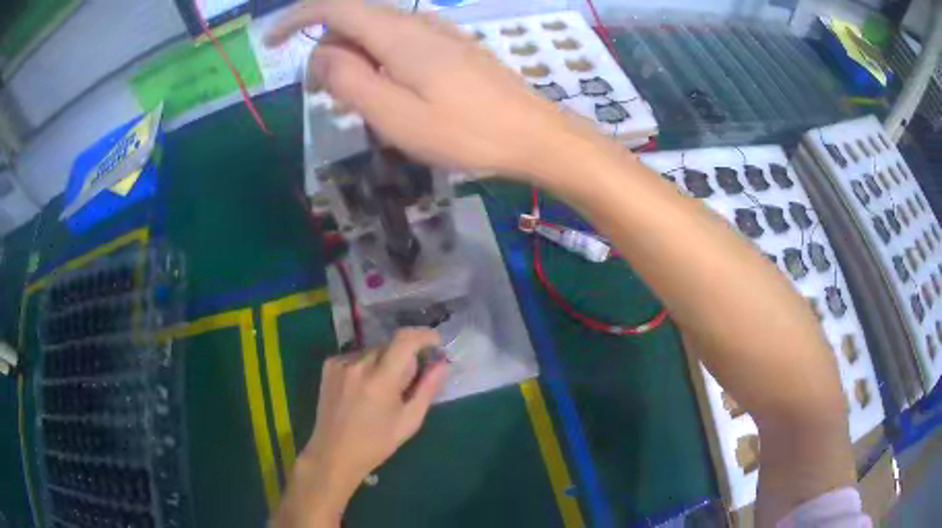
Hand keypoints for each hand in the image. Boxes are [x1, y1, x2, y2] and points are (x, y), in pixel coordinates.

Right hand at [266, 1, 600, 177]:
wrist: (532, 135)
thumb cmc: (465, 132)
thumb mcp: (394, 115)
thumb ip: (350, 80)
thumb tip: (321, 54)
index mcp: (398, 35)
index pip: (335, 7)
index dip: (296, 18)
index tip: (270, 42)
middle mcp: (417, 24)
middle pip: (354, 20)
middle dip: (324, 49)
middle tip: (320, 95)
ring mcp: (439, 34)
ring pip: (376, 33)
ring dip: (352, 59)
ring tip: (355, 102)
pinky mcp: (452, 49)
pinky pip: (400, 44)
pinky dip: (378, 62)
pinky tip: (387, 92)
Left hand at [274, 328, 446, 526]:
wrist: (334, 453)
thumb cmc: (377, 443)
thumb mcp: (409, 420)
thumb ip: (427, 388)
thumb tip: (442, 363)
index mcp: (381, 380)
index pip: (405, 340)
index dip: (424, 335)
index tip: (435, 342)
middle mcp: (358, 365)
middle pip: (390, 346)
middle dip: (404, 357)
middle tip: (406, 383)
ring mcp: (340, 363)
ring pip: (373, 351)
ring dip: (384, 362)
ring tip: (382, 390)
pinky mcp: (329, 366)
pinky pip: (356, 356)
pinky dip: (366, 366)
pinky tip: (363, 389)